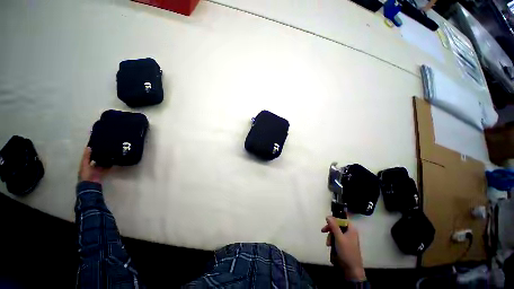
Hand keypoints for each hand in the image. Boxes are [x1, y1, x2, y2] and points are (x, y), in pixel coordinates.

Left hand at [78, 147, 108, 183]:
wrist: (90, 184)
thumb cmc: (86, 174)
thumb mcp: (85, 164)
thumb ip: (87, 156)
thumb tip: (89, 147)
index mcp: (85, 164)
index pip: (89, 156)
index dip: (92, 152)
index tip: (97, 146)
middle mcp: (91, 166)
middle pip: (96, 160)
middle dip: (100, 156)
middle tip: (106, 150)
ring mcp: (97, 170)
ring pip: (102, 163)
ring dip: (105, 160)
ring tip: (111, 154)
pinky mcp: (102, 173)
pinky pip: (106, 168)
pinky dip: (109, 165)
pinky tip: (113, 162)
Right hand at [322, 216, 365, 280]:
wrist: (352, 270)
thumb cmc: (346, 252)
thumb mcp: (339, 237)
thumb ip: (333, 226)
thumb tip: (328, 216)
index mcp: (351, 229)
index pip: (341, 219)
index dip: (334, 220)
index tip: (326, 222)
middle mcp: (350, 233)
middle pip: (337, 225)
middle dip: (330, 229)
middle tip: (323, 231)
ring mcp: (348, 239)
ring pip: (336, 233)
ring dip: (330, 236)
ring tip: (328, 244)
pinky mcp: (345, 245)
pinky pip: (337, 239)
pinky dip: (332, 241)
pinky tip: (330, 246)